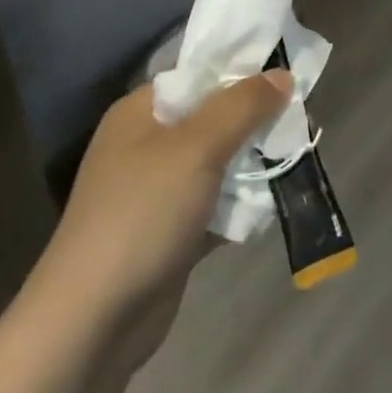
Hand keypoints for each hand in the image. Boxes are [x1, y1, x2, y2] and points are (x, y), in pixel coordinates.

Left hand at [37, 70, 293, 352]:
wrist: (92, 323)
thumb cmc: (142, 214)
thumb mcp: (198, 147)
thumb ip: (243, 105)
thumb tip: (282, 74)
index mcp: (141, 112)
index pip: (198, 73)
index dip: (241, 70)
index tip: (287, 73)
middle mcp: (146, 144)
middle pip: (213, 117)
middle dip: (255, 119)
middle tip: (299, 120)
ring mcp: (157, 191)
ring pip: (218, 161)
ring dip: (253, 162)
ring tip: (296, 156)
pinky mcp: (170, 232)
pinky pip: (216, 203)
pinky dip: (241, 203)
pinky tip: (274, 202)